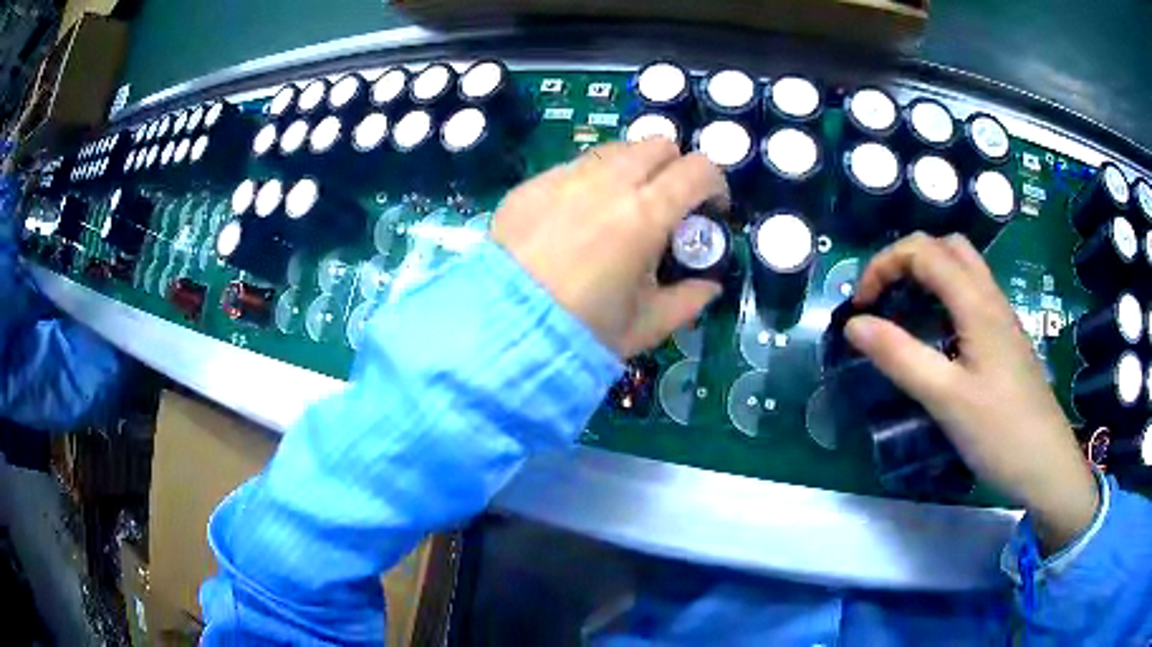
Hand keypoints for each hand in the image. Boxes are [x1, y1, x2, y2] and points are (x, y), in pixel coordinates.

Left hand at [492, 139, 727, 356]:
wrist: (503, 330)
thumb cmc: (583, 331)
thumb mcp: (647, 325)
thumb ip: (689, 300)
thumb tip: (708, 285)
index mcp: (644, 214)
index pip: (698, 169)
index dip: (715, 185)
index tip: (711, 209)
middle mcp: (606, 183)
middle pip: (657, 144)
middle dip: (674, 168)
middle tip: (667, 205)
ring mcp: (564, 177)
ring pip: (615, 150)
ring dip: (632, 169)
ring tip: (621, 209)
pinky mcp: (532, 184)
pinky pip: (574, 166)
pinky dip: (590, 181)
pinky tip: (576, 219)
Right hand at [845, 233, 1098, 551]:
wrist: (1046, 464)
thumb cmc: (999, 432)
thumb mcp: (945, 399)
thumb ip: (900, 357)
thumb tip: (854, 324)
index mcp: (976, 303)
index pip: (924, 251)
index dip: (884, 265)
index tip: (861, 305)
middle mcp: (991, 298)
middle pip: (947, 247)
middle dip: (907, 259)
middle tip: (884, 297)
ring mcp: (1002, 318)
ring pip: (963, 268)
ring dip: (928, 274)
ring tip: (905, 310)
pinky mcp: (1006, 339)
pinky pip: (972, 296)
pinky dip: (945, 296)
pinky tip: (938, 335)